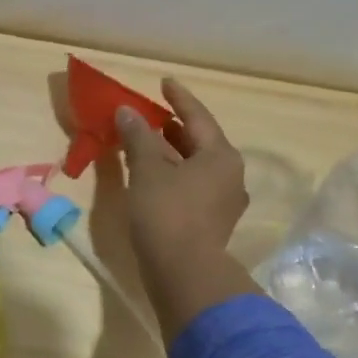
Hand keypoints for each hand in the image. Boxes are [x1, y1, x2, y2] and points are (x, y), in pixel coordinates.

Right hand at [114, 79, 259, 340]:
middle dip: (173, 128)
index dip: (178, 98)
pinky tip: (154, 178)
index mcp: (221, 156)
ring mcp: (224, 203)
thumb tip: (127, 111)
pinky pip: (192, 187)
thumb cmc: (167, 214)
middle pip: (200, 142)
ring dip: (172, 154)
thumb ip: (138, 137)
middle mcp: (230, 176)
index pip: (198, 116)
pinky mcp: (212, 224)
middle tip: (150, 115)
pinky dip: (173, 176)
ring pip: (196, 167)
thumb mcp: (148, 170)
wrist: (184, 275)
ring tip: (146, 144)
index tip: (163, 82)